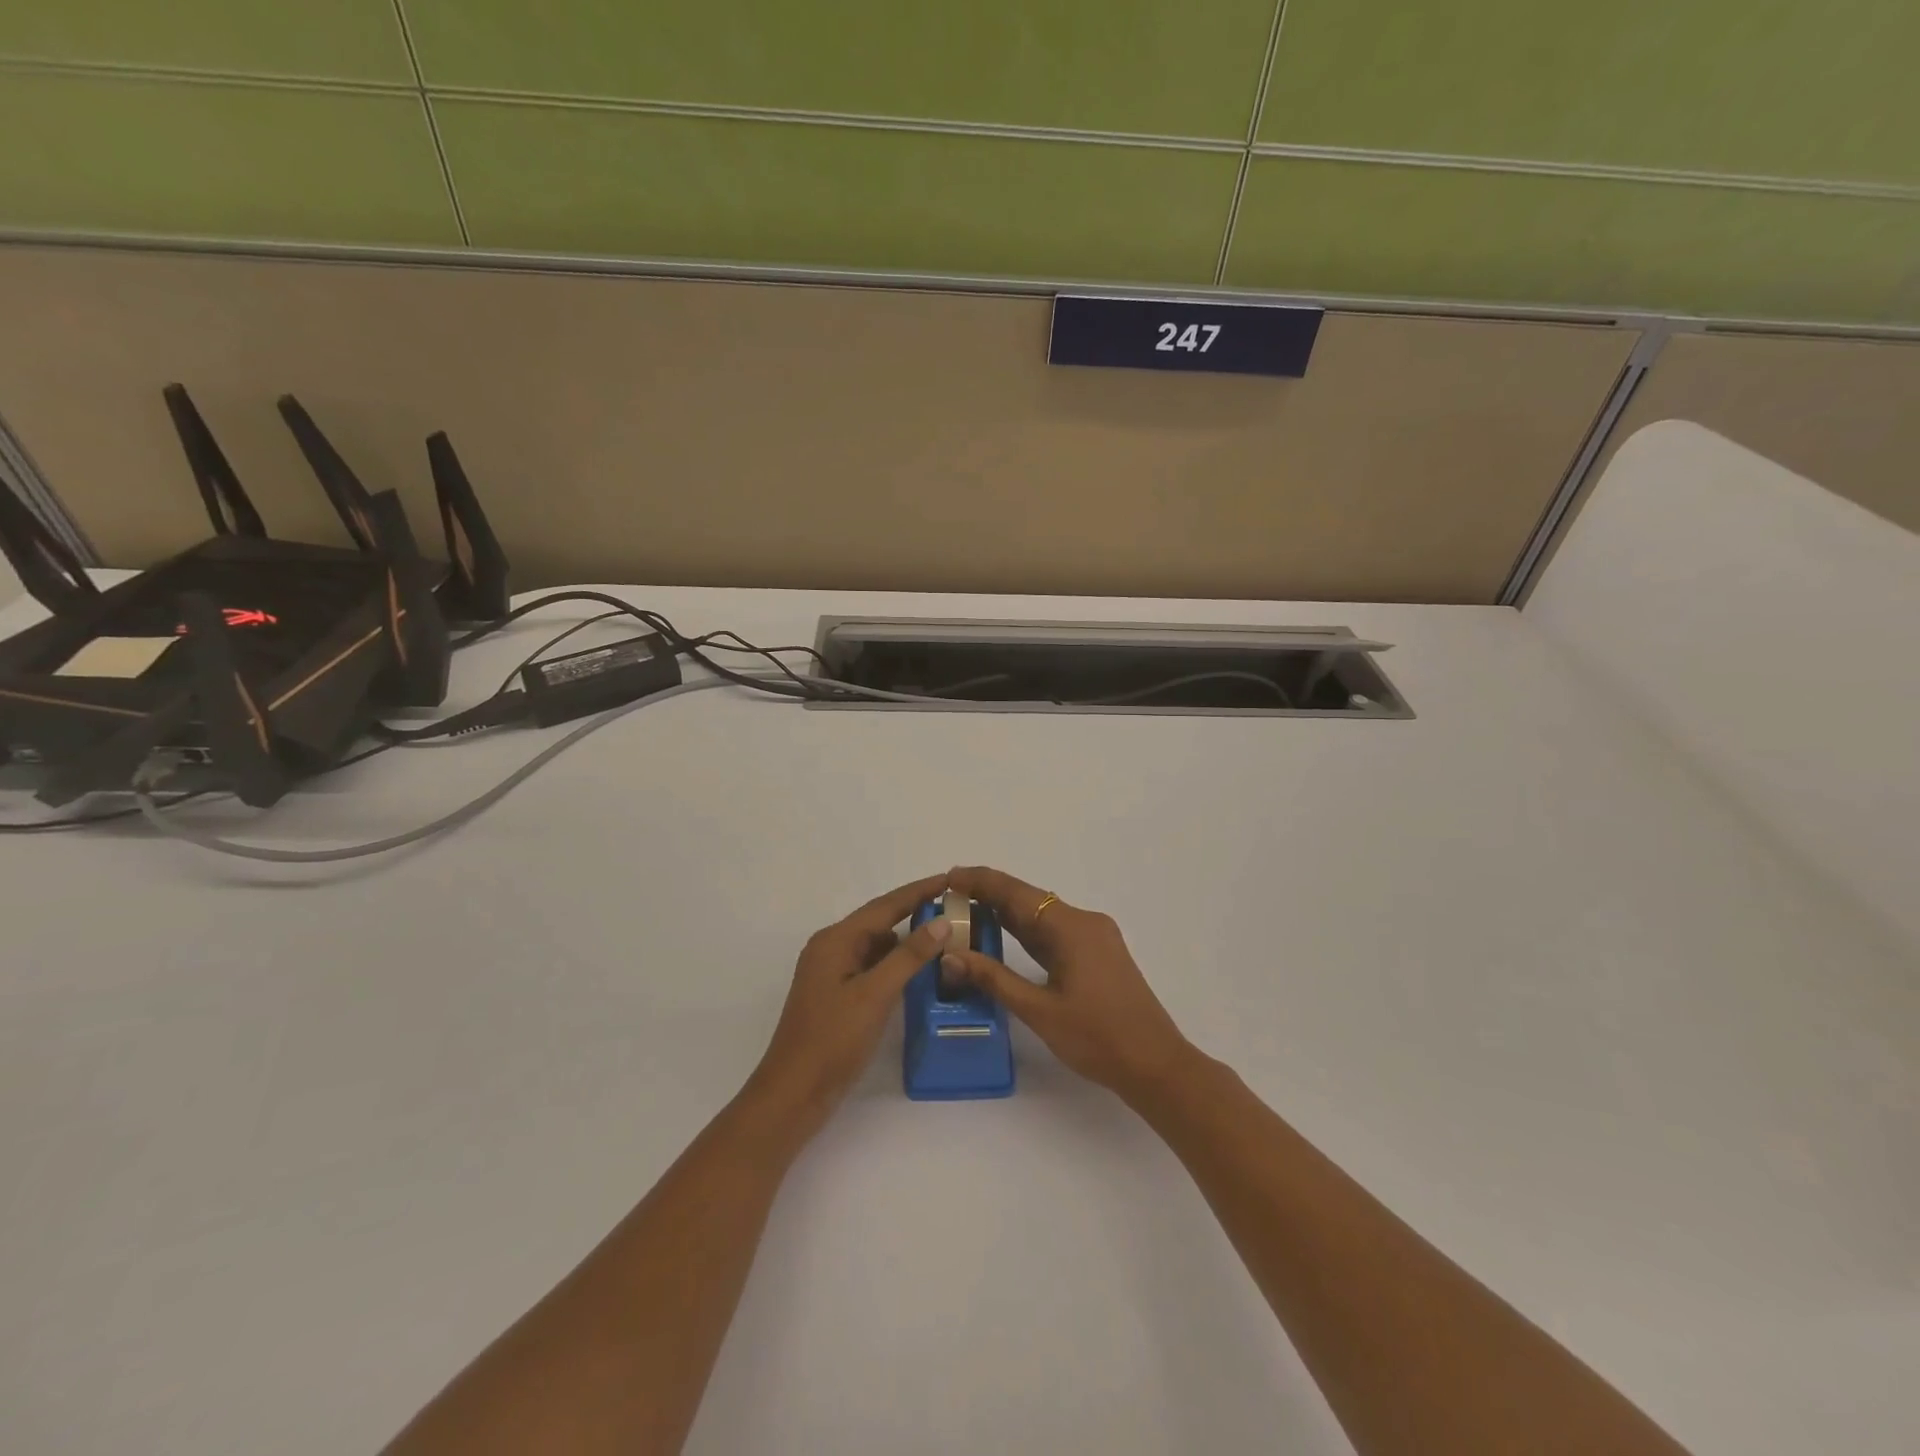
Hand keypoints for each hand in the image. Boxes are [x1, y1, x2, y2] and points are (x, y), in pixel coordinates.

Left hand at [745, 873, 952, 1132]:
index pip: (885, 905)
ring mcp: (832, 973)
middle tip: (955, 908)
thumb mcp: (875, 995)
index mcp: (836, 940)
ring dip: (907, 940)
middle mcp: (831, 948)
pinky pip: (872, 967)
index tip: (950, 879)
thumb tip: (941, 922)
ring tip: (945, 936)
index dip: (918, 891)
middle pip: (879, 921)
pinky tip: (919, 971)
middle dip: (915, 912)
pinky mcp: (837, 996)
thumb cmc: (832, 1040)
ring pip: (877, 946)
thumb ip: (909, 956)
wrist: (793, 1095)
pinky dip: (896, 964)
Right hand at [940, 865, 1197, 1100]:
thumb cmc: (1097, 1038)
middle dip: (988, 895)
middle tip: (947, 897)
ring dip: (1006, 913)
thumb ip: (993, 979)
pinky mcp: (1096, 954)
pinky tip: (1001, 935)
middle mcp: (1083, 921)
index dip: (980, 881)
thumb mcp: (1039, 1011)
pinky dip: (1026, 932)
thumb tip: (950, 955)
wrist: (1155, 1065)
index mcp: (1071, 926)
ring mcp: (1093, 937)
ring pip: (1041, 916)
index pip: (1015, 892)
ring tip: (965, 911)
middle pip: (1028, 899)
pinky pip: (1053, 933)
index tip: (947, 877)